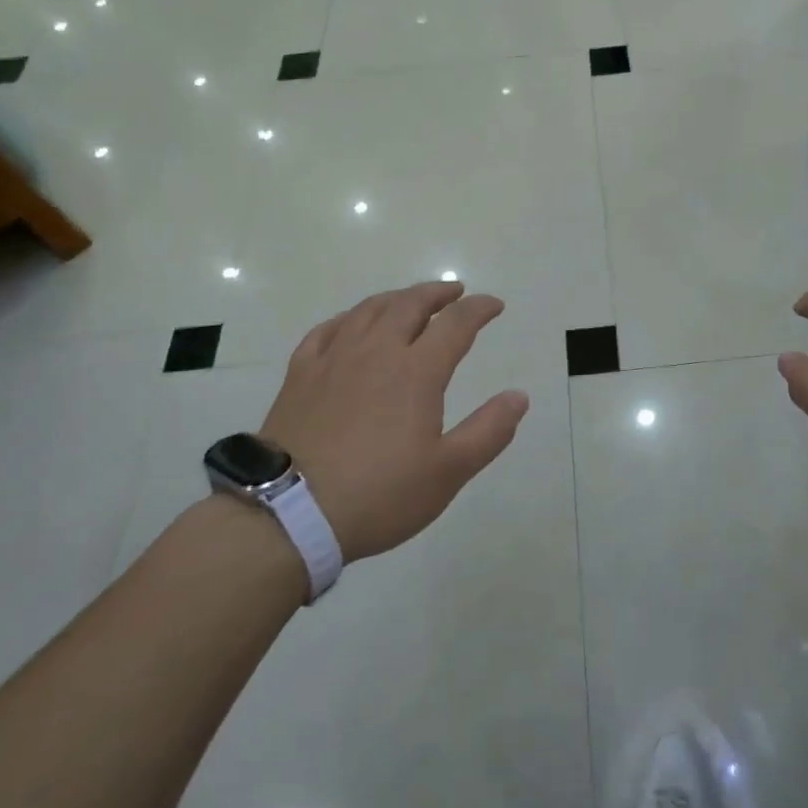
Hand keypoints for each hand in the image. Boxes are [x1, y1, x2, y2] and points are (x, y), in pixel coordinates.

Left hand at [258, 282, 528, 562]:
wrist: (289, 515)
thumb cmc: (379, 495)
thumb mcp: (448, 472)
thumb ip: (488, 431)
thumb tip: (519, 396)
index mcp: (416, 372)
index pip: (456, 324)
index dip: (479, 309)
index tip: (494, 305)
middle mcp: (376, 352)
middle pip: (410, 305)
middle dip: (437, 293)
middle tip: (454, 292)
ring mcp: (333, 360)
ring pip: (368, 310)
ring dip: (396, 298)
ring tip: (409, 301)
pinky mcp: (300, 375)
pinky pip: (326, 330)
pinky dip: (348, 318)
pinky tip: (351, 324)